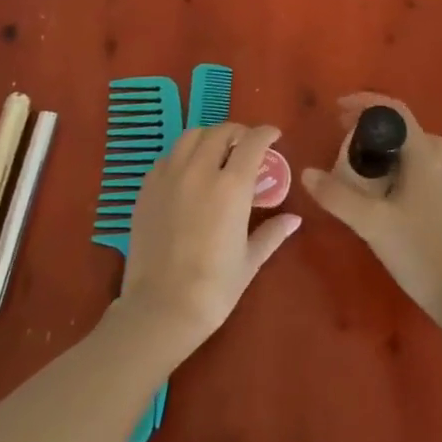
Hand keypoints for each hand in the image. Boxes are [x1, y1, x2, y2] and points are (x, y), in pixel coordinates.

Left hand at [113, 123, 300, 365]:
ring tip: (216, 151)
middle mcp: (200, 171)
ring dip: (209, 137)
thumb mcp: (249, 261)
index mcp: (231, 186)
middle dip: (238, 133)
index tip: (274, 136)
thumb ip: (272, 233)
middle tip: (246, 146)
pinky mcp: (147, 189)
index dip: (266, 133)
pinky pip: (168, 157)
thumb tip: (294, 219)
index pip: (252, 142)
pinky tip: (188, 172)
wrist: (160, 309)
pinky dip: (183, 155)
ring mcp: (169, 177)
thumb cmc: (213, 289)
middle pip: (221, 132)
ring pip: (191, 136)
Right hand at [301, 94, 441, 328]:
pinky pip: (414, 169)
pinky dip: (391, 166)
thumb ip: (337, 196)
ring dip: (381, 147)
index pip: (395, 110)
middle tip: (339, 133)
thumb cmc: (420, 250)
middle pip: (401, 128)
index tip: (336, 108)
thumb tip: (307, 173)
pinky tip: (376, 190)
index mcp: (424, 154)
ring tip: (354, 160)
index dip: (365, 102)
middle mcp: (437, 160)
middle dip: (369, 124)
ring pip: (409, 150)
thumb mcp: (372, 223)